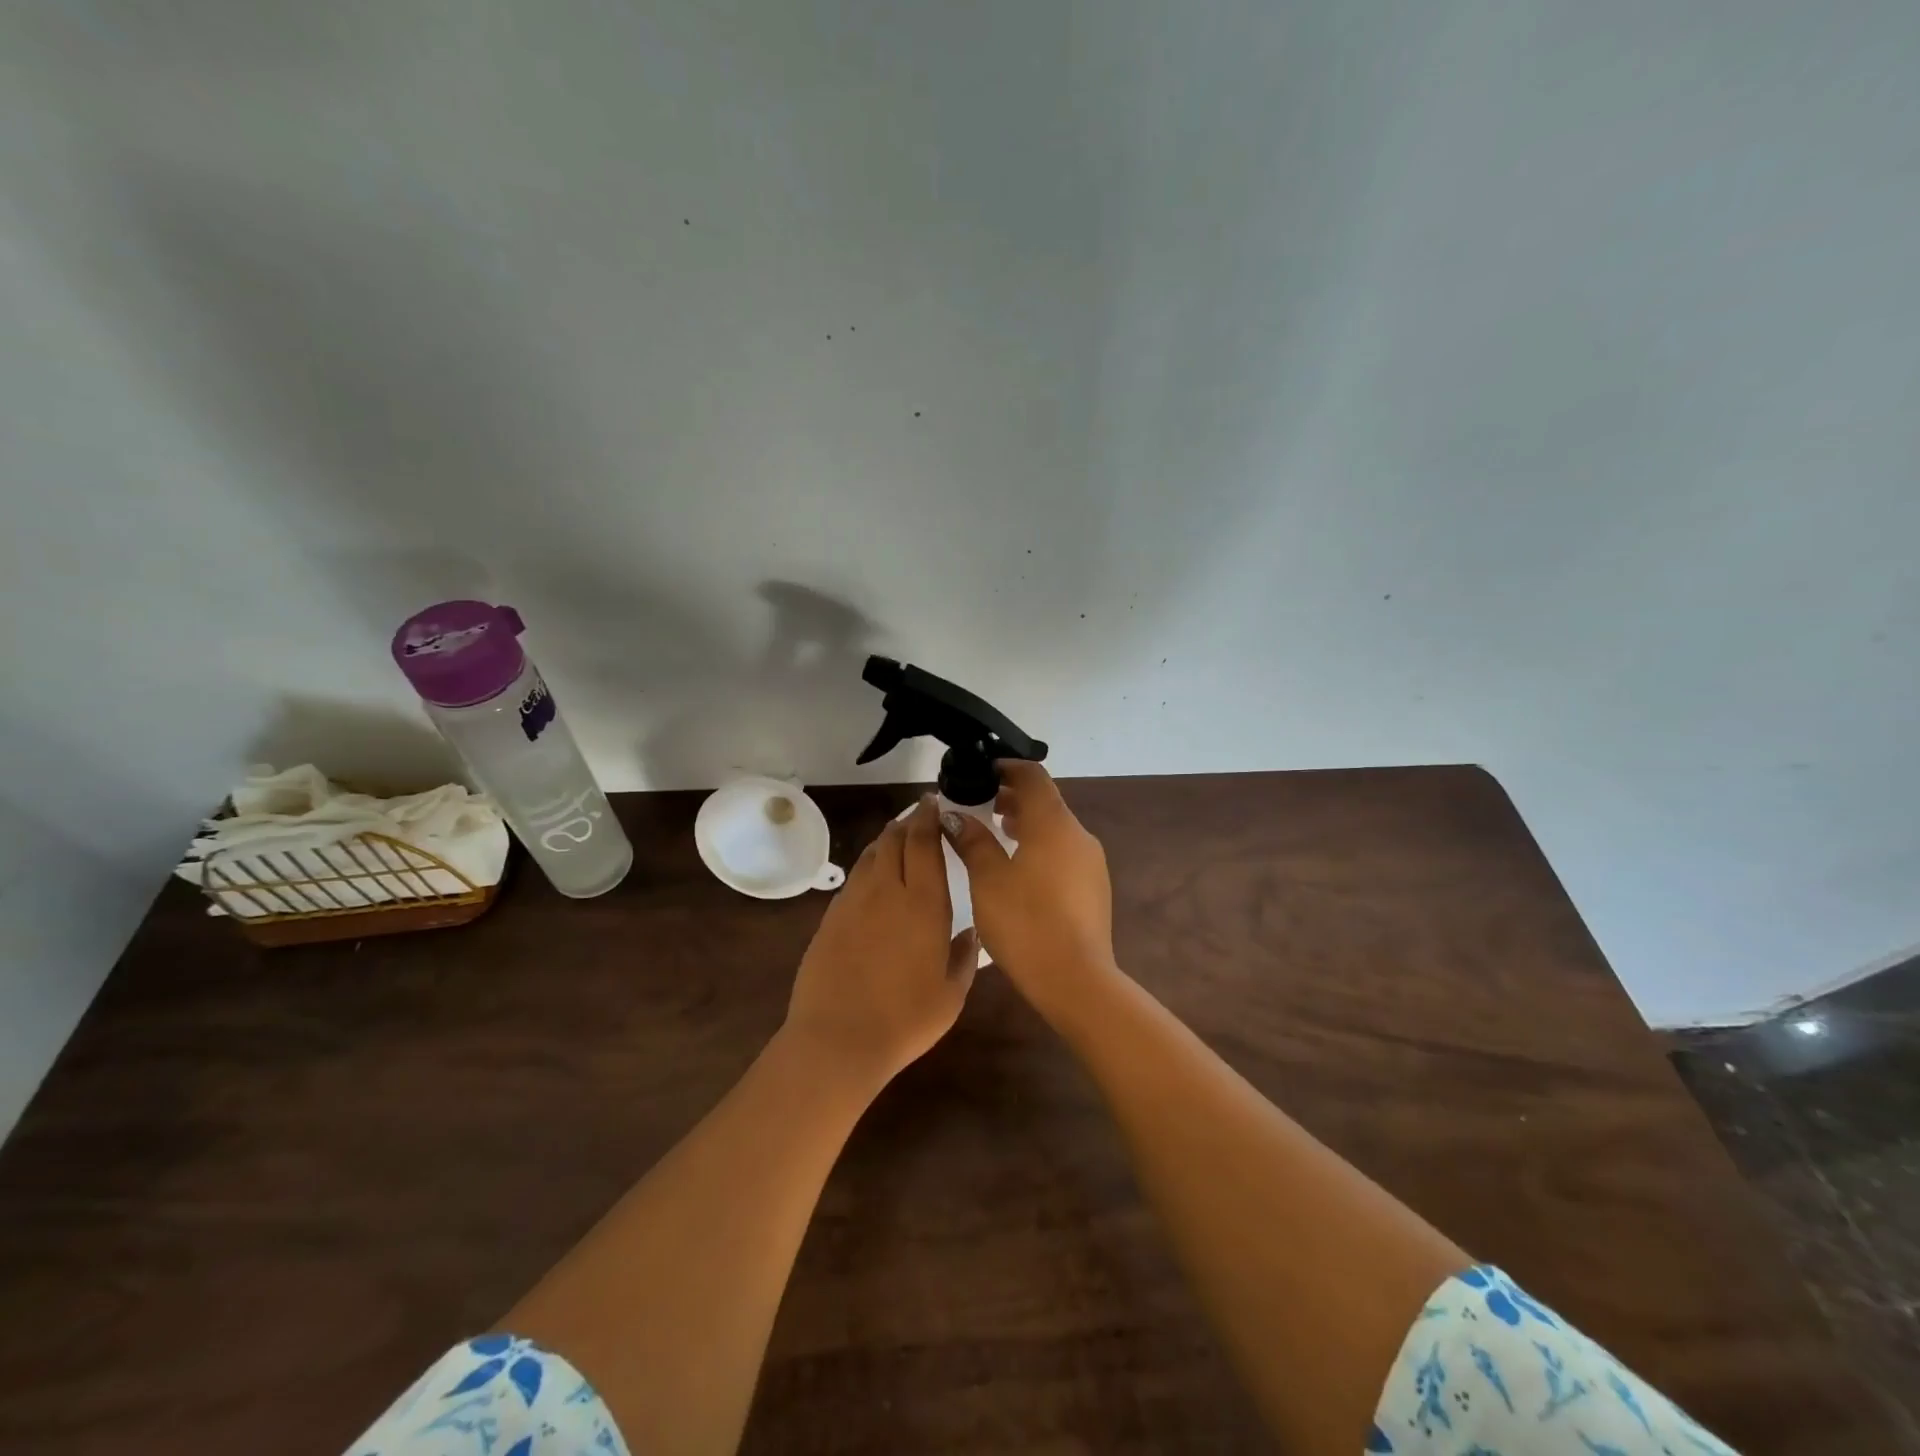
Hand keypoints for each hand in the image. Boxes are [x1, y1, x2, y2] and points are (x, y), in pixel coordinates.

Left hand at [784, 796, 977, 1090]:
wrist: (838, 1039)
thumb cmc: (905, 1019)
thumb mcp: (951, 995)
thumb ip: (964, 956)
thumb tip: (969, 931)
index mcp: (925, 902)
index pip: (925, 842)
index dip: (930, 817)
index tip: (936, 802)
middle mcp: (888, 890)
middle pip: (895, 838)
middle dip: (909, 820)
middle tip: (921, 814)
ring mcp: (854, 901)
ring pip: (872, 853)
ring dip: (887, 838)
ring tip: (899, 835)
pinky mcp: (831, 916)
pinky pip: (855, 877)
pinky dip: (869, 864)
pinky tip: (874, 874)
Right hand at [941, 761, 1118, 1024]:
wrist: (1075, 979)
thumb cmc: (1025, 922)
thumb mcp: (987, 878)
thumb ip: (972, 840)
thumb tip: (953, 814)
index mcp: (1053, 823)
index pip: (1032, 775)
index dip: (1005, 767)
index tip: (980, 771)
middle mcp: (1078, 834)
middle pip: (1045, 800)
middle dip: (1012, 796)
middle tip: (978, 802)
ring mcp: (1090, 861)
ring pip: (1055, 828)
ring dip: (1025, 822)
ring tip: (994, 831)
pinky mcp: (1094, 887)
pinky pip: (1063, 851)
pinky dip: (1039, 845)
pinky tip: (1017, 868)